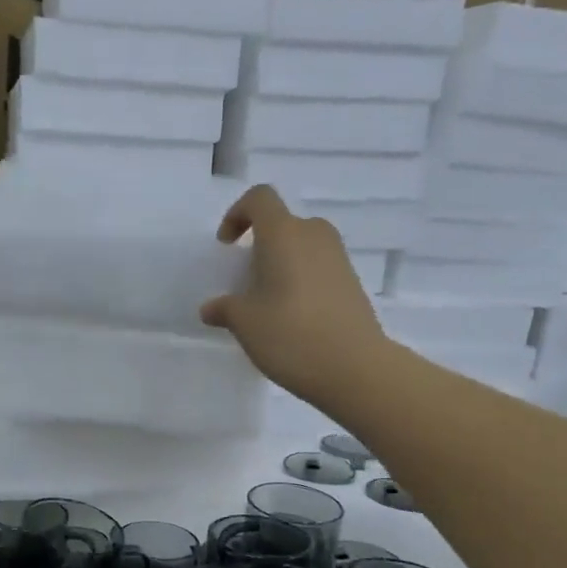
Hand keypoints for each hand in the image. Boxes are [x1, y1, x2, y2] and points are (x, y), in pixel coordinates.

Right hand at [200, 185, 390, 409]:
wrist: (354, 368)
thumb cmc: (291, 335)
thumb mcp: (245, 324)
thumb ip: (225, 309)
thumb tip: (212, 308)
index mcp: (284, 234)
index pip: (260, 199)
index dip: (238, 214)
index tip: (227, 246)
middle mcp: (314, 236)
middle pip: (283, 224)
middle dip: (260, 246)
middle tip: (246, 280)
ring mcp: (338, 259)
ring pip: (302, 248)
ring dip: (282, 265)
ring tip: (267, 303)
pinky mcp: (352, 284)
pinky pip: (318, 269)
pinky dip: (300, 282)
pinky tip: (292, 318)